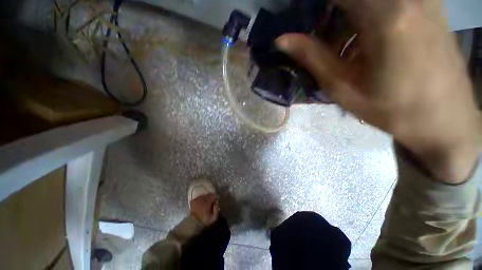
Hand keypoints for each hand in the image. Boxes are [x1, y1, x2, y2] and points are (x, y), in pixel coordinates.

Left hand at [190, 194, 219, 226]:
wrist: (193, 224)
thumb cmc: (204, 221)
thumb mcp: (214, 217)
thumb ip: (216, 208)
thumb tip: (216, 202)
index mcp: (207, 202)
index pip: (213, 195)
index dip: (216, 197)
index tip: (217, 199)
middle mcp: (202, 199)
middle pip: (208, 195)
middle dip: (211, 197)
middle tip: (212, 201)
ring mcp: (197, 199)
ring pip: (204, 195)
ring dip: (206, 198)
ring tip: (207, 202)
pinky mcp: (193, 201)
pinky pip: (199, 197)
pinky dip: (201, 199)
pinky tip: (201, 203)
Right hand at [276, 0, 479, 182]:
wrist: (446, 120)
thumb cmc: (392, 110)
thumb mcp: (342, 87)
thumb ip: (312, 56)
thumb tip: (282, 40)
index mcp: (385, 16)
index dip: (311, 5)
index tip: (300, 18)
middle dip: (328, 11)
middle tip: (316, 33)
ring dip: (344, 13)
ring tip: (338, 41)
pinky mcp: (429, 4)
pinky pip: (387, 1)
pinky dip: (365, 12)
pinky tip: (362, 36)